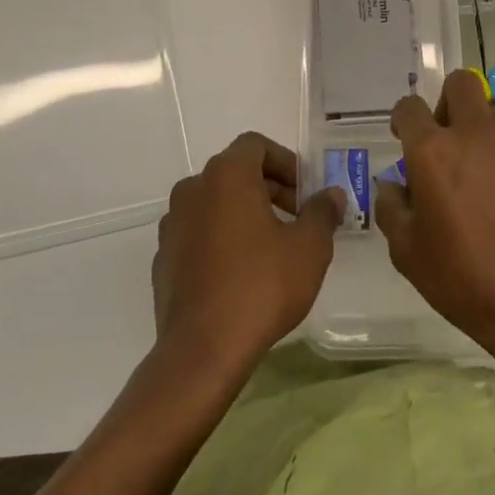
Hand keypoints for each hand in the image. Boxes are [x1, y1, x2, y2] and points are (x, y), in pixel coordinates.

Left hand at [152, 133, 342, 373]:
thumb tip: (331, 195)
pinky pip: (198, 233)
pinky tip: (241, 273)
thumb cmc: (261, 286)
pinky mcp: (163, 257)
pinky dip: (221, 238)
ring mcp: (172, 224)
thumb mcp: (309, 248)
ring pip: (215, 203)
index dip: (286, 162)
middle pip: (235, 172)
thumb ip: (322, 213)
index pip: (255, 145)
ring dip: (244, 213)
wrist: (203, 349)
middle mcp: (192, 189)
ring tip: (272, 247)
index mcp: (226, 176)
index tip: (305, 191)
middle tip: (298, 218)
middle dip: (270, 188)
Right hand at [375, 70, 494, 374]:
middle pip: (459, 84)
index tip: (404, 139)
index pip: (409, 107)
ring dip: (482, 138)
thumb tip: (393, 186)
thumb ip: (391, 209)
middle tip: (446, 143)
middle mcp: (475, 134)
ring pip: (493, 118)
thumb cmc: (466, 279)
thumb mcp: (408, 254)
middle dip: (447, 104)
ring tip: (485, 185)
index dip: (403, 120)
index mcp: (433, 152)